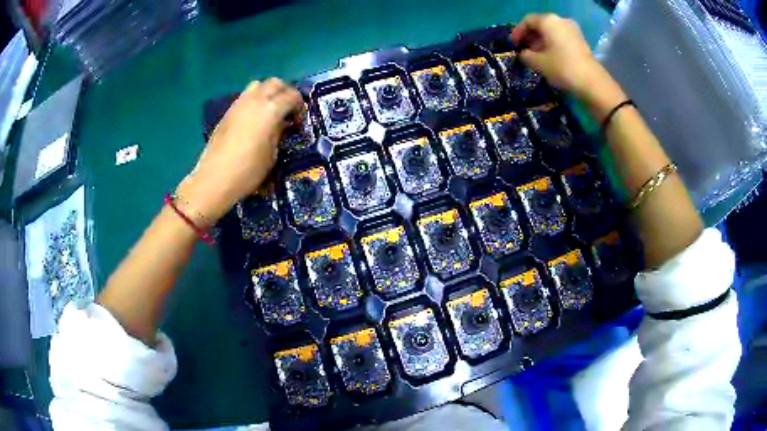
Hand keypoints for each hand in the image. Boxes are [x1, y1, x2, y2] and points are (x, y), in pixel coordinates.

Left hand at [177, 78, 302, 225]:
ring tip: (271, 110)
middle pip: (275, 83)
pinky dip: (255, 99)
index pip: (292, 96)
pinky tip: (255, 118)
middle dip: (285, 92)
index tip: (299, 119)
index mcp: (270, 110)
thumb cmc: (248, 171)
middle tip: (288, 109)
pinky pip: (245, 96)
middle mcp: (255, 100)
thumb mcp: (272, 154)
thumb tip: (281, 123)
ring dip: (268, 92)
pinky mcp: (228, 112)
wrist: (215, 179)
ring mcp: (239, 104)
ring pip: (258, 85)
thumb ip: (279, 133)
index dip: (299, 105)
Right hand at [511, 14, 603, 97]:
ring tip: (536, 57)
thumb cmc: (562, 67)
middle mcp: (560, 20)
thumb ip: (525, 55)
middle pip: (540, 25)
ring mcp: (573, 30)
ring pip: (551, 32)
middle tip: (524, 51)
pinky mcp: (580, 41)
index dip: (518, 32)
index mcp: (548, 20)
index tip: (513, 46)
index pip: (527, 21)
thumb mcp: (537, 62)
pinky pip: (561, 39)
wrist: (592, 83)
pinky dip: (553, 45)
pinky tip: (549, 58)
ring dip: (541, 42)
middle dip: (530, 37)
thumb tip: (523, 54)